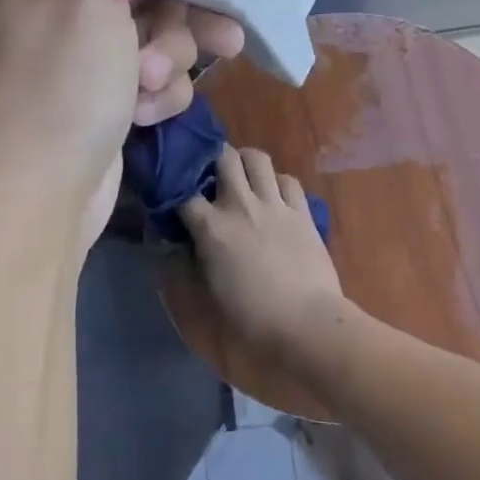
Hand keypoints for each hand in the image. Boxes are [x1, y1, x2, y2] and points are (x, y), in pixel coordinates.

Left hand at [0, 0, 243, 243]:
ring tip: (151, 87)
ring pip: (159, 41)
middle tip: (222, 39)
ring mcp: (86, 60)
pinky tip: (143, 116)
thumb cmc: (65, 79)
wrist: (46, 184)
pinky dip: (156, 97)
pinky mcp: (108, 99)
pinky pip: (153, 81)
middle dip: (176, 25)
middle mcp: (60, 11)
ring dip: (168, 64)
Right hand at [179, 146, 346, 359]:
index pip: (182, 193)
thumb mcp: (205, 295)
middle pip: (223, 157)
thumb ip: (187, 263)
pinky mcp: (302, 212)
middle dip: (213, 159)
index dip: (175, 191)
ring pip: (257, 158)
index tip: (174, 197)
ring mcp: (274, 205)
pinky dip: (277, 181)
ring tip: (242, 176)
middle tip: (211, 176)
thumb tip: (176, 244)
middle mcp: (241, 205)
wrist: (305, 322)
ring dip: (246, 161)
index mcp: (211, 227)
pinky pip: (288, 180)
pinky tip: (274, 195)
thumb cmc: (250, 318)